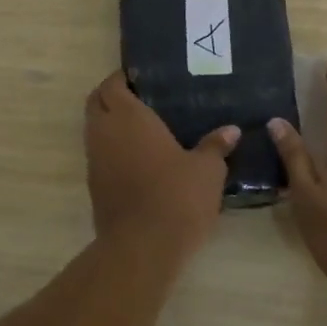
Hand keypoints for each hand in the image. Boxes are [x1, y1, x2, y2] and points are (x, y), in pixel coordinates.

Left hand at [85, 71, 236, 260]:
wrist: (142, 247)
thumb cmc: (176, 197)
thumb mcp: (207, 170)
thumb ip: (215, 146)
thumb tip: (231, 130)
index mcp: (128, 116)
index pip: (112, 84)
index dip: (122, 78)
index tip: (142, 78)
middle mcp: (104, 132)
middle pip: (96, 103)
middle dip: (112, 96)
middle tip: (142, 98)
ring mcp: (95, 160)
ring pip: (94, 130)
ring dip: (110, 124)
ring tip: (143, 127)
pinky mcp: (94, 186)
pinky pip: (99, 155)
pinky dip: (112, 149)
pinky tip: (139, 158)